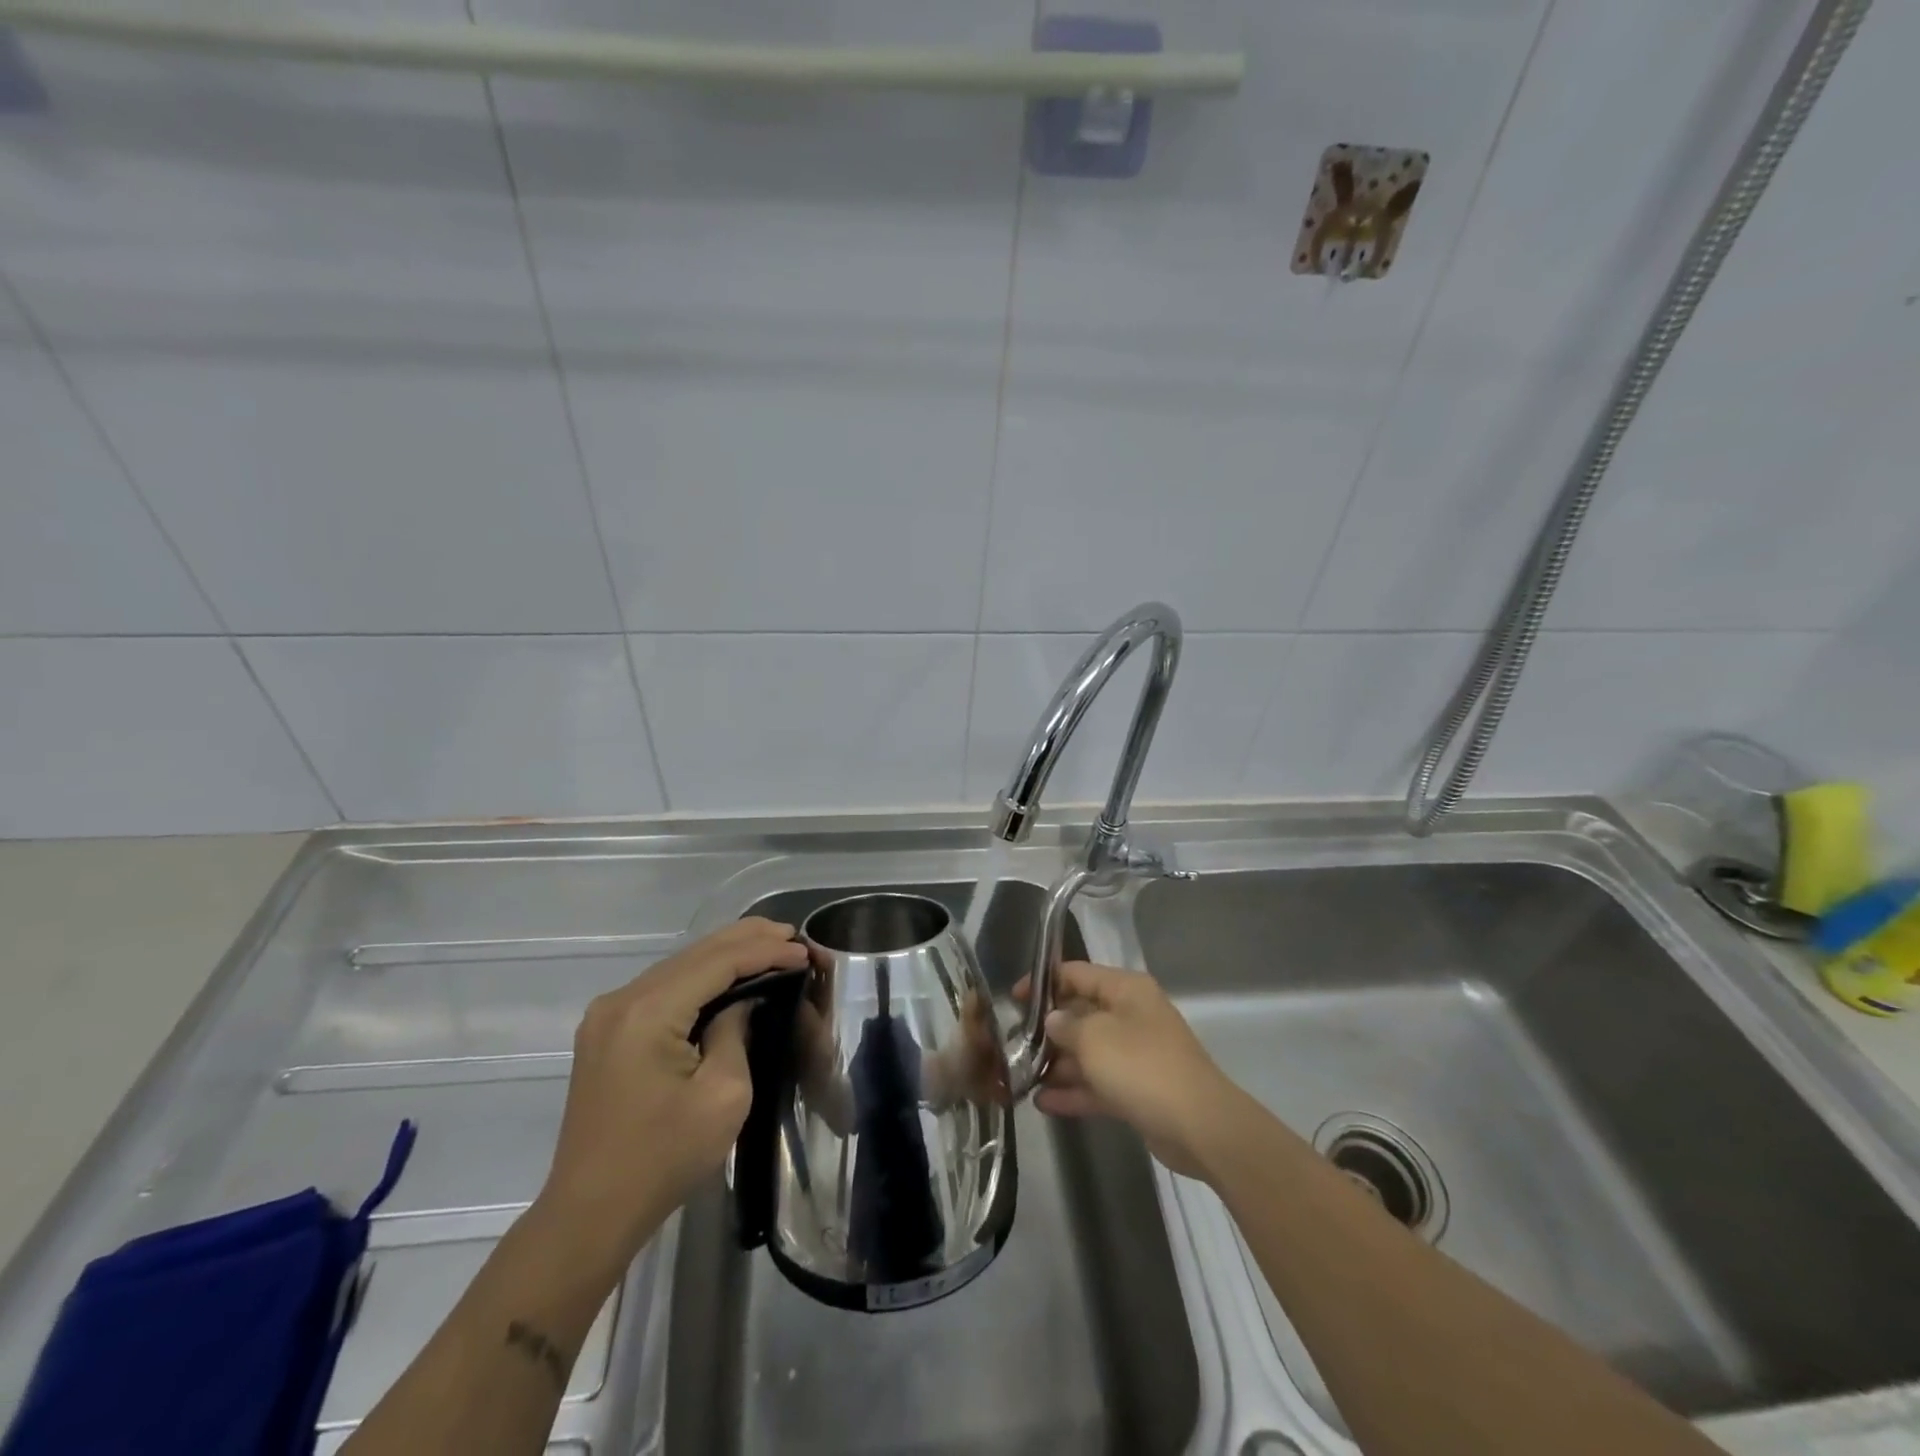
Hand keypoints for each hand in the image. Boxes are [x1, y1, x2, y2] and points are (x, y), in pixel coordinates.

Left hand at [534, 917, 808, 1274]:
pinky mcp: (607, 1030)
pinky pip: (663, 986)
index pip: (718, 962)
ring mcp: (608, 1014)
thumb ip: (736, 1032)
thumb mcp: (723, 1095)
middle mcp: (622, 999)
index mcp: (648, 1012)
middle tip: (792, 934)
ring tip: (770, 944)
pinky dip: (701, 974)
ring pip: (679, 964)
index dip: (765, 952)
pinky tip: (729, 973)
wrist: (591, 1213)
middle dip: (747, 939)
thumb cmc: (664, 1158)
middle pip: (696, 953)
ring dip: (725, 953)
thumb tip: (743, 1001)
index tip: (804, 951)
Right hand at [1018, 960, 1240, 1178]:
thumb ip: (1065, 1025)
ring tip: (1021, 1075)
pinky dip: (1074, 1091)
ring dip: (1057, 1064)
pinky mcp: (1137, 1089)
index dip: (1043, 982)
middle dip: (1047, 1029)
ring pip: (1088, 1052)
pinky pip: (1098, 1083)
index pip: (1076, 973)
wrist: (1199, 1126)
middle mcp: (1130, 1015)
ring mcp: (1135, 1054)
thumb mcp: (1094, 1038)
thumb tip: (1053, 1020)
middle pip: (1080, 1013)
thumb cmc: (1141, 1066)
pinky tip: (1042, 1102)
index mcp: (1125, 990)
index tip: (1012, 999)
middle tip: (1012, 1043)